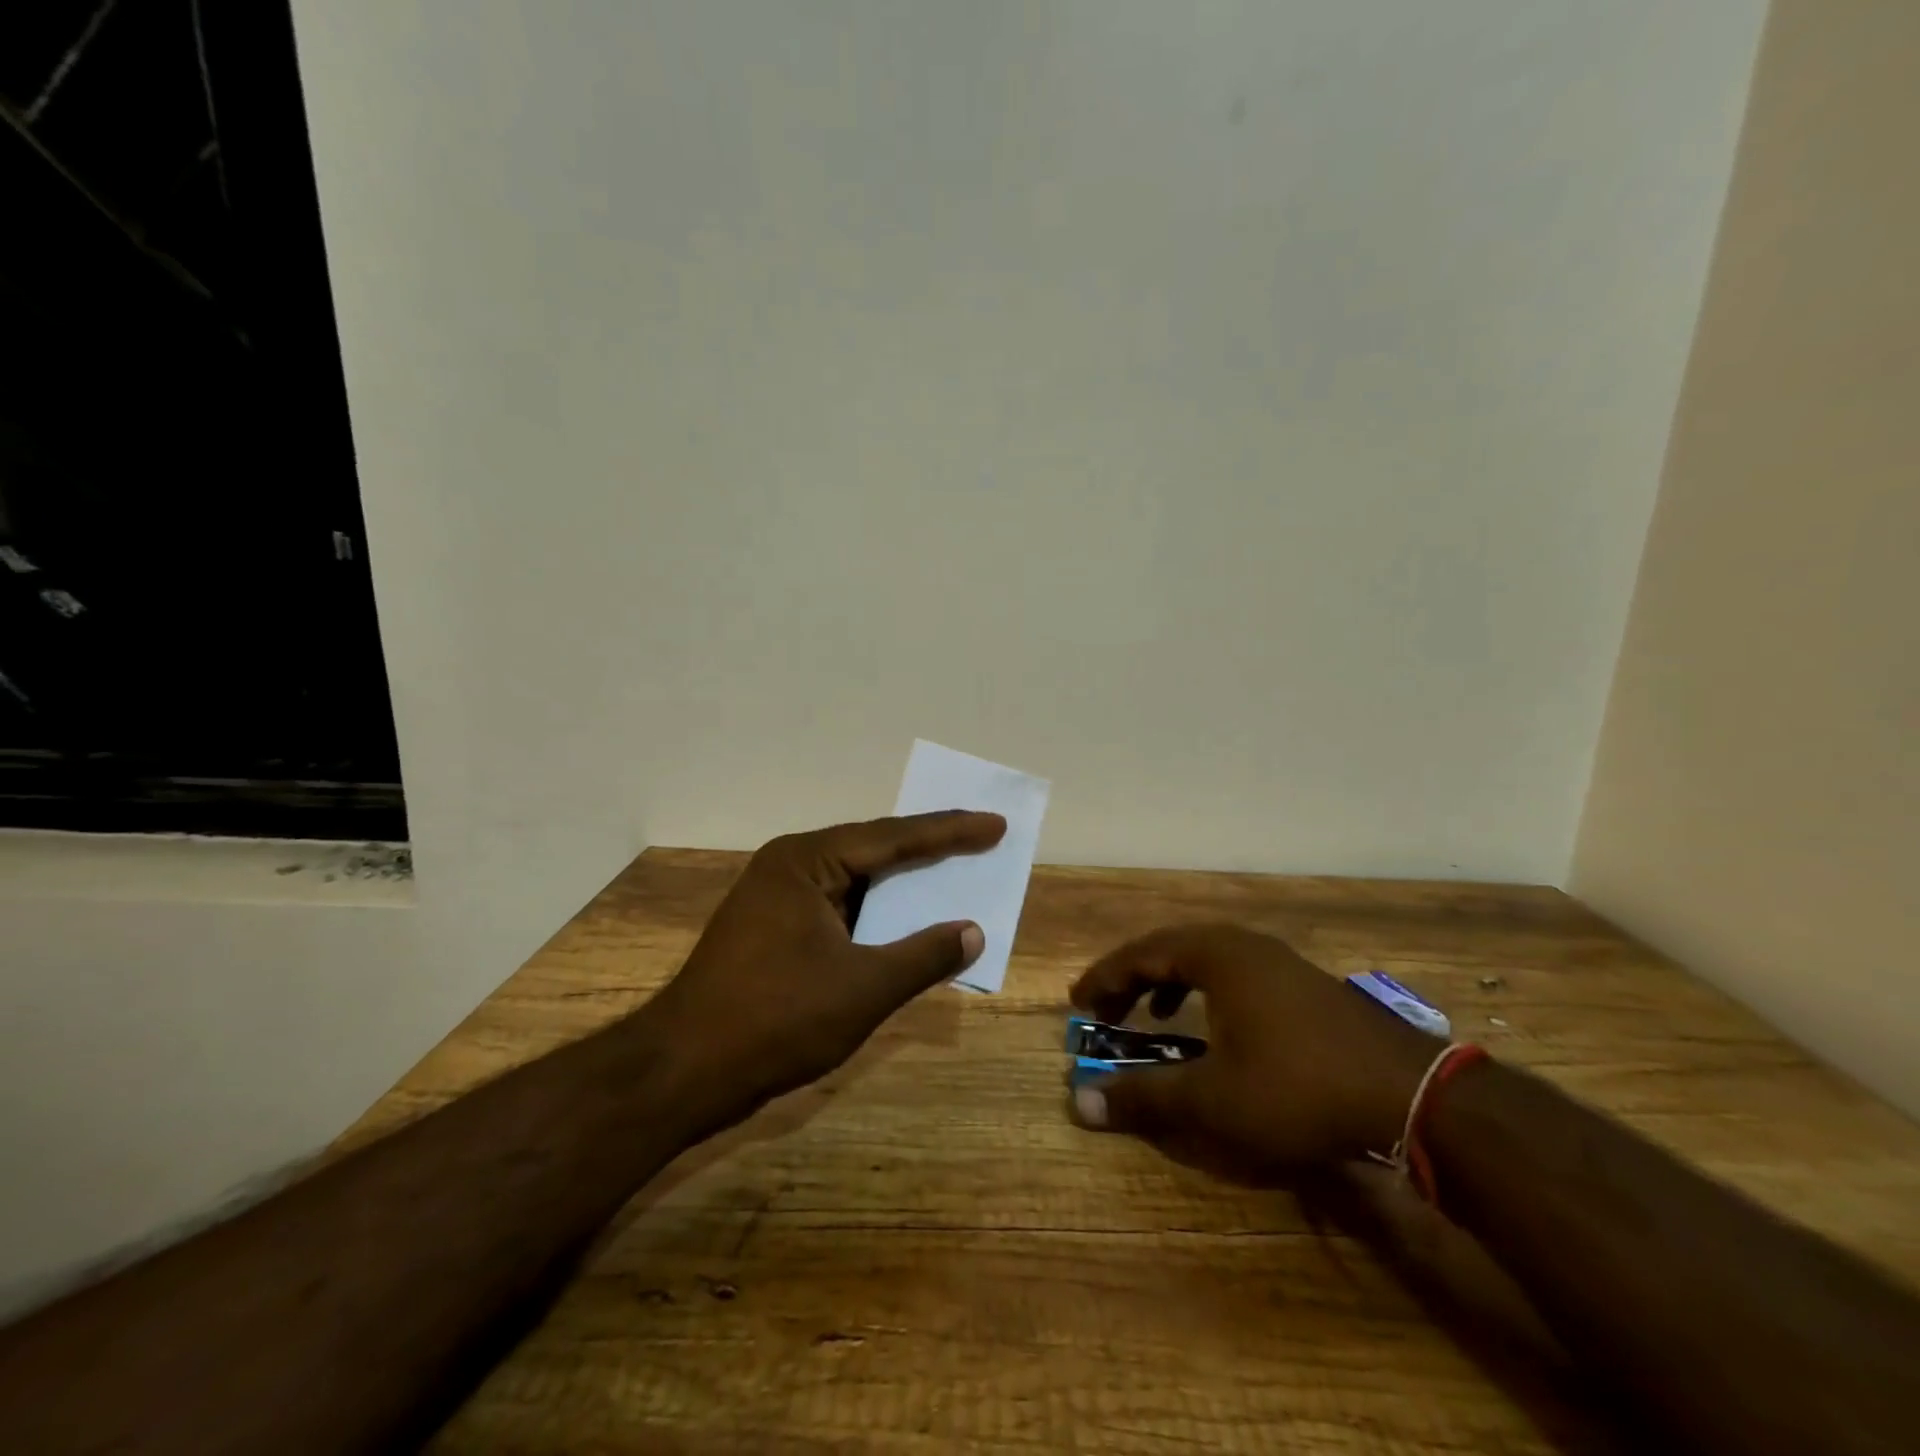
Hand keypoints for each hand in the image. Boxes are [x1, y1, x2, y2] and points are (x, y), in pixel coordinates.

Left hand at [649, 811, 1005, 1111]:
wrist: (683, 1072)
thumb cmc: (776, 1020)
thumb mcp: (863, 988)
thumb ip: (924, 955)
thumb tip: (974, 931)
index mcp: (807, 861)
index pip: (893, 837)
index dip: (950, 831)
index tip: (995, 824)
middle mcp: (790, 866)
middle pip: (873, 851)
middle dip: (929, 850)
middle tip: (981, 840)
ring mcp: (777, 899)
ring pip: (856, 882)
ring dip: (902, 886)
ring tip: (953, 875)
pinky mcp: (773, 930)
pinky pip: (840, 909)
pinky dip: (876, 916)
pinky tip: (904, 924)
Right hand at [1068, 924, 1440, 1175]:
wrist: (1413, 1096)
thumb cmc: (1298, 1089)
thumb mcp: (1212, 1100)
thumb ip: (1144, 1097)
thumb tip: (1078, 1103)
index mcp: (1216, 954)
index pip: (1142, 953)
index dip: (1105, 977)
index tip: (1078, 1002)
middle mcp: (1244, 945)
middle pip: (1171, 948)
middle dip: (1133, 977)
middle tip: (1106, 1007)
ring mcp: (1280, 962)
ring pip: (1206, 958)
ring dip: (1170, 982)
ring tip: (1153, 1015)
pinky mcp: (1305, 985)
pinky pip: (1236, 973)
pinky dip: (1208, 991)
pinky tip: (1217, 1028)